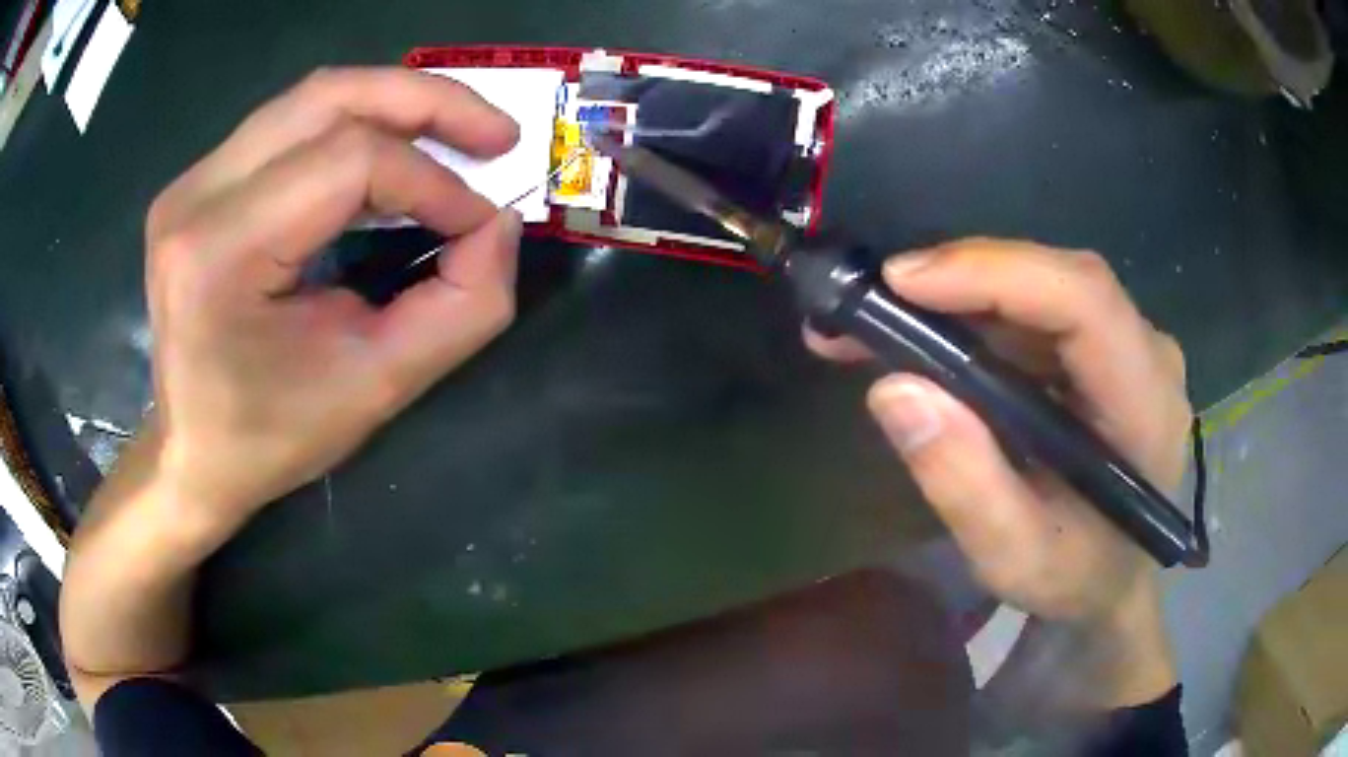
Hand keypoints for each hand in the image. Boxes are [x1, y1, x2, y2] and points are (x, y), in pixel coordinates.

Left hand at [143, 67, 522, 543]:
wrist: (191, 455)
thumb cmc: (270, 437)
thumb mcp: (375, 389)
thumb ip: (460, 309)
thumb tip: (499, 224)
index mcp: (219, 251)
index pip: (348, 162)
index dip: (433, 181)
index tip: (483, 222)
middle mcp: (195, 195)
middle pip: (328, 97)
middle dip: (428, 102)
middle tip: (497, 133)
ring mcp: (191, 182)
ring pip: (311, 98)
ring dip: (395, 105)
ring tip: (456, 132)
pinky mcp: (198, 184)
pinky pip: (290, 124)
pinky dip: (355, 126)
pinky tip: (391, 154)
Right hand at [808, 239, 1189, 704]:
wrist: (1116, 580)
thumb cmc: (1077, 578)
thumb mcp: (1015, 557)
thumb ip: (965, 483)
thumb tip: (894, 389)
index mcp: (1145, 405)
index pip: (1083, 301)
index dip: (996, 274)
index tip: (901, 283)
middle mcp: (1148, 353)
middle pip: (1059, 278)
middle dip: (963, 279)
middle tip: (876, 301)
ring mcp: (1129, 344)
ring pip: (1043, 285)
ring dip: (962, 295)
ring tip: (882, 322)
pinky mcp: (1104, 347)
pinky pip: (1039, 309)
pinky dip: (978, 313)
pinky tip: (930, 334)